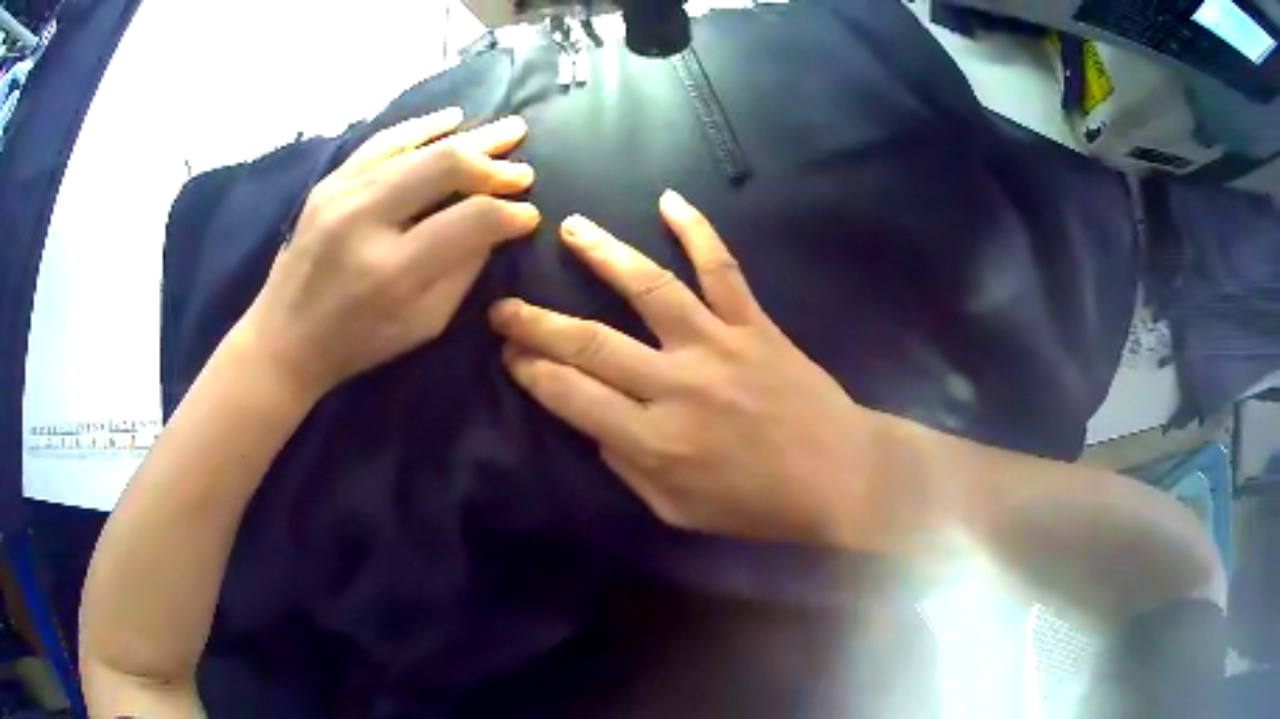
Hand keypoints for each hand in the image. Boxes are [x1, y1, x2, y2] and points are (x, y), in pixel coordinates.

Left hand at [231, 107, 540, 399]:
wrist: (284, 338)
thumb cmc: (357, 343)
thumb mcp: (422, 325)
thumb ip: (463, 272)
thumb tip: (495, 225)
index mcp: (393, 270)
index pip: (471, 220)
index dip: (510, 213)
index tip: (529, 214)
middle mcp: (366, 220)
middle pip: (445, 165)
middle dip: (494, 163)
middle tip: (524, 168)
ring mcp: (342, 194)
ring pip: (417, 145)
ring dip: (468, 137)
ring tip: (507, 131)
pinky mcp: (329, 183)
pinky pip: (382, 141)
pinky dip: (421, 127)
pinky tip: (451, 118)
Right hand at [489, 191, 889, 547]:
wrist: (838, 476)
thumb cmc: (757, 504)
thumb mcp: (678, 511)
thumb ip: (627, 468)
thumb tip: (594, 425)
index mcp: (653, 441)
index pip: (571, 395)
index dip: (532, 371)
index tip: (510, 354)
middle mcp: (676, 385)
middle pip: (591, 342)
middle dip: (537, 323)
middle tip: (504, 307)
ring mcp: (717, 346)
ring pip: (649, 288)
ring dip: (603, 254)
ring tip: (570, 228)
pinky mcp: (754, 324)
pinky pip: (722, 268)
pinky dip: (698, 231)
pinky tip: (670, 201)